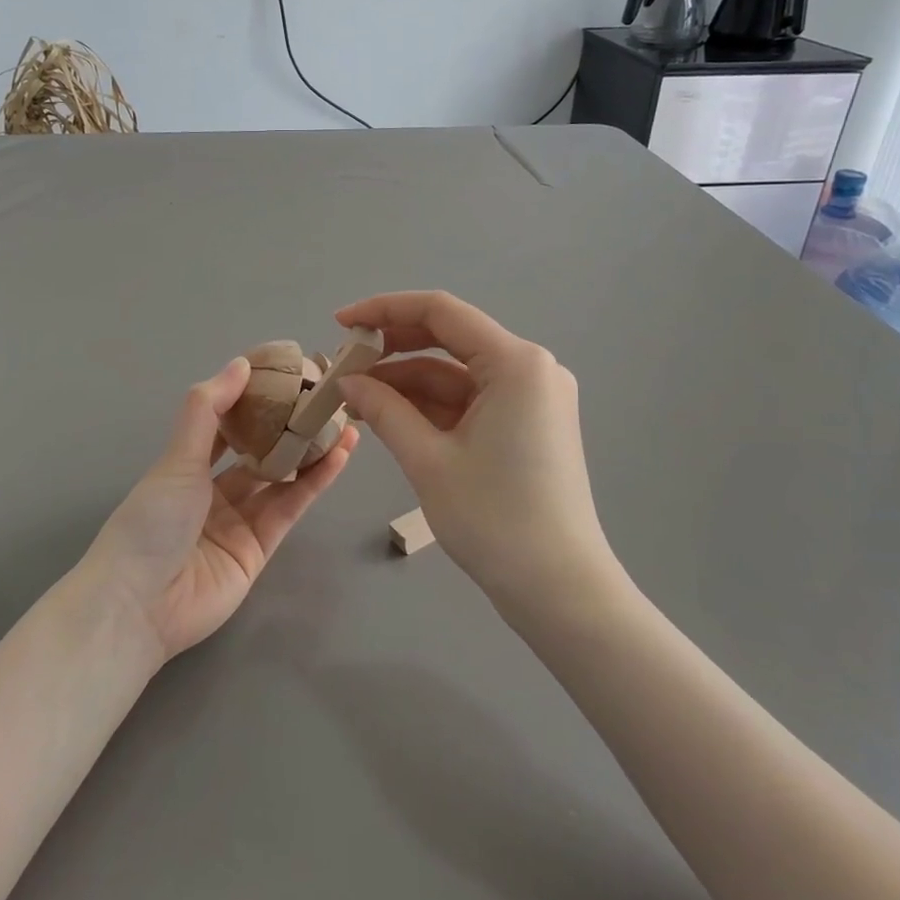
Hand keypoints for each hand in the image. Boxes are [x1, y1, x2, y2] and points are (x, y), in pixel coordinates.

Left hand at [82, 358, 358, 662]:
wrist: (141, 605)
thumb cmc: (152, 521)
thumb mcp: (178, 459)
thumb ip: (208, 409)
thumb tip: (241, 363)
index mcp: (187, 466)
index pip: (226, 423)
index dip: (253, 398)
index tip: (285, 372)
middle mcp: (215, 491)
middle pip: (260, 451)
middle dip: (289, 425)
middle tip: (324, 396)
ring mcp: (240, 520)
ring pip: (282, 477)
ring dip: (312, 450)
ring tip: (345, 419)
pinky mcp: (262, 548)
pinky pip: (291, 506)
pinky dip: (315, 481)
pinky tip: (339, 454)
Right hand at [336, 292, 622, 620]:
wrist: (558, 589)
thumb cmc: (494, 519)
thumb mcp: (429, 460)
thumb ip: (385, 410)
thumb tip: (348, 381)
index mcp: (516, 363)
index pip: (441, 312)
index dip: (385, 310)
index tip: (341, 323)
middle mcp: (530, 368)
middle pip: (450, 338)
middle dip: (393, 347)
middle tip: (344, 363)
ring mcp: (531, 397)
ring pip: (456, 373)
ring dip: (406, 381)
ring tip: (355, 396)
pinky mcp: (526, 423)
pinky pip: (470, 400)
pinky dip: (430, 405)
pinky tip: (389, 414)